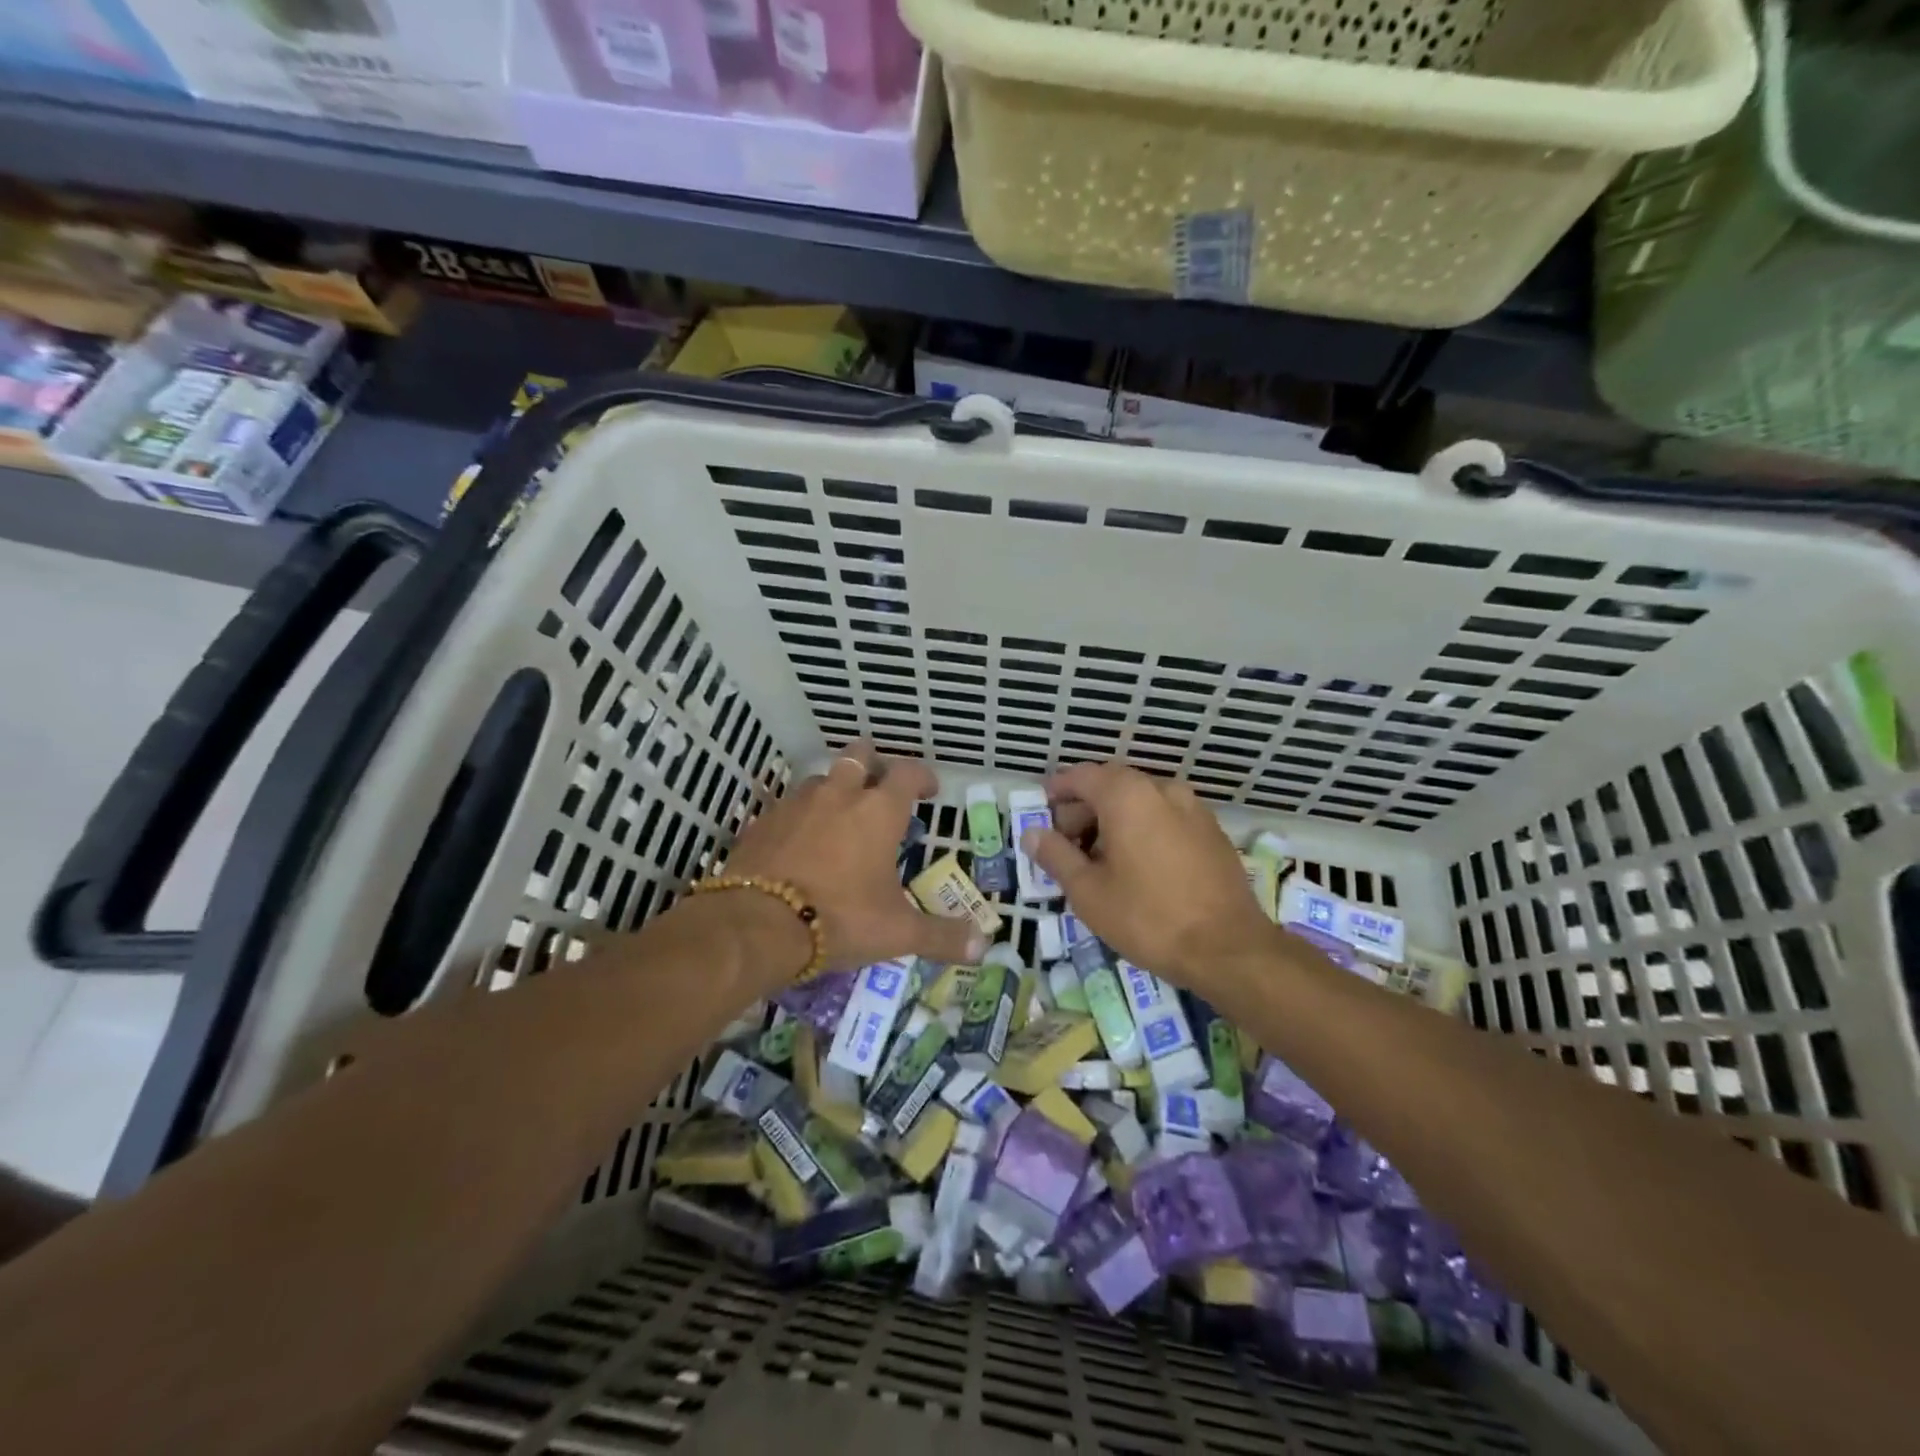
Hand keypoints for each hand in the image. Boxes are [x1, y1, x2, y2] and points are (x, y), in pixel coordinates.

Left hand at [723, 740, 984, 974]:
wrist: (758, 924)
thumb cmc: (841, 918)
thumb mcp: (898, 932)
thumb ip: (941, 936)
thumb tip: (982, 946)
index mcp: (879, 811)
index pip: (908, 772)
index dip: (922, 777)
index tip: (928, 792)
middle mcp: (840, 794)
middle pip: (860, 755)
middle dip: (874, 764)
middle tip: (881, 788)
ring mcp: (797, 803)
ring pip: (822, 779)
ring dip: (835, 790)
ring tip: (840, 818)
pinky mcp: (764, 820)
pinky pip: (789, 806)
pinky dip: (801, 816)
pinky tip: (801, 843)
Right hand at [1024, 762, 1273, 986]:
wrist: (1228, 949)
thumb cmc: (1147, 917)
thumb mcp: (1088, 891)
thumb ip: (1055, 855)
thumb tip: (1032, 833)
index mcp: (1127, 795)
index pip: (1082, 776)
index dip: (1057, 791)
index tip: (1042, 814)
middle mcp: (1162, 789)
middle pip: (1111, 786)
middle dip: (1084, 810)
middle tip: (1066, 846)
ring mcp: (1193, 808)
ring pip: (1140, 802)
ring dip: (1114, 820)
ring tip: (1100, 860)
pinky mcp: (1212, 832)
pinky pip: (1166, 817)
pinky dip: (1143, 829)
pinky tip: (1138, 867)